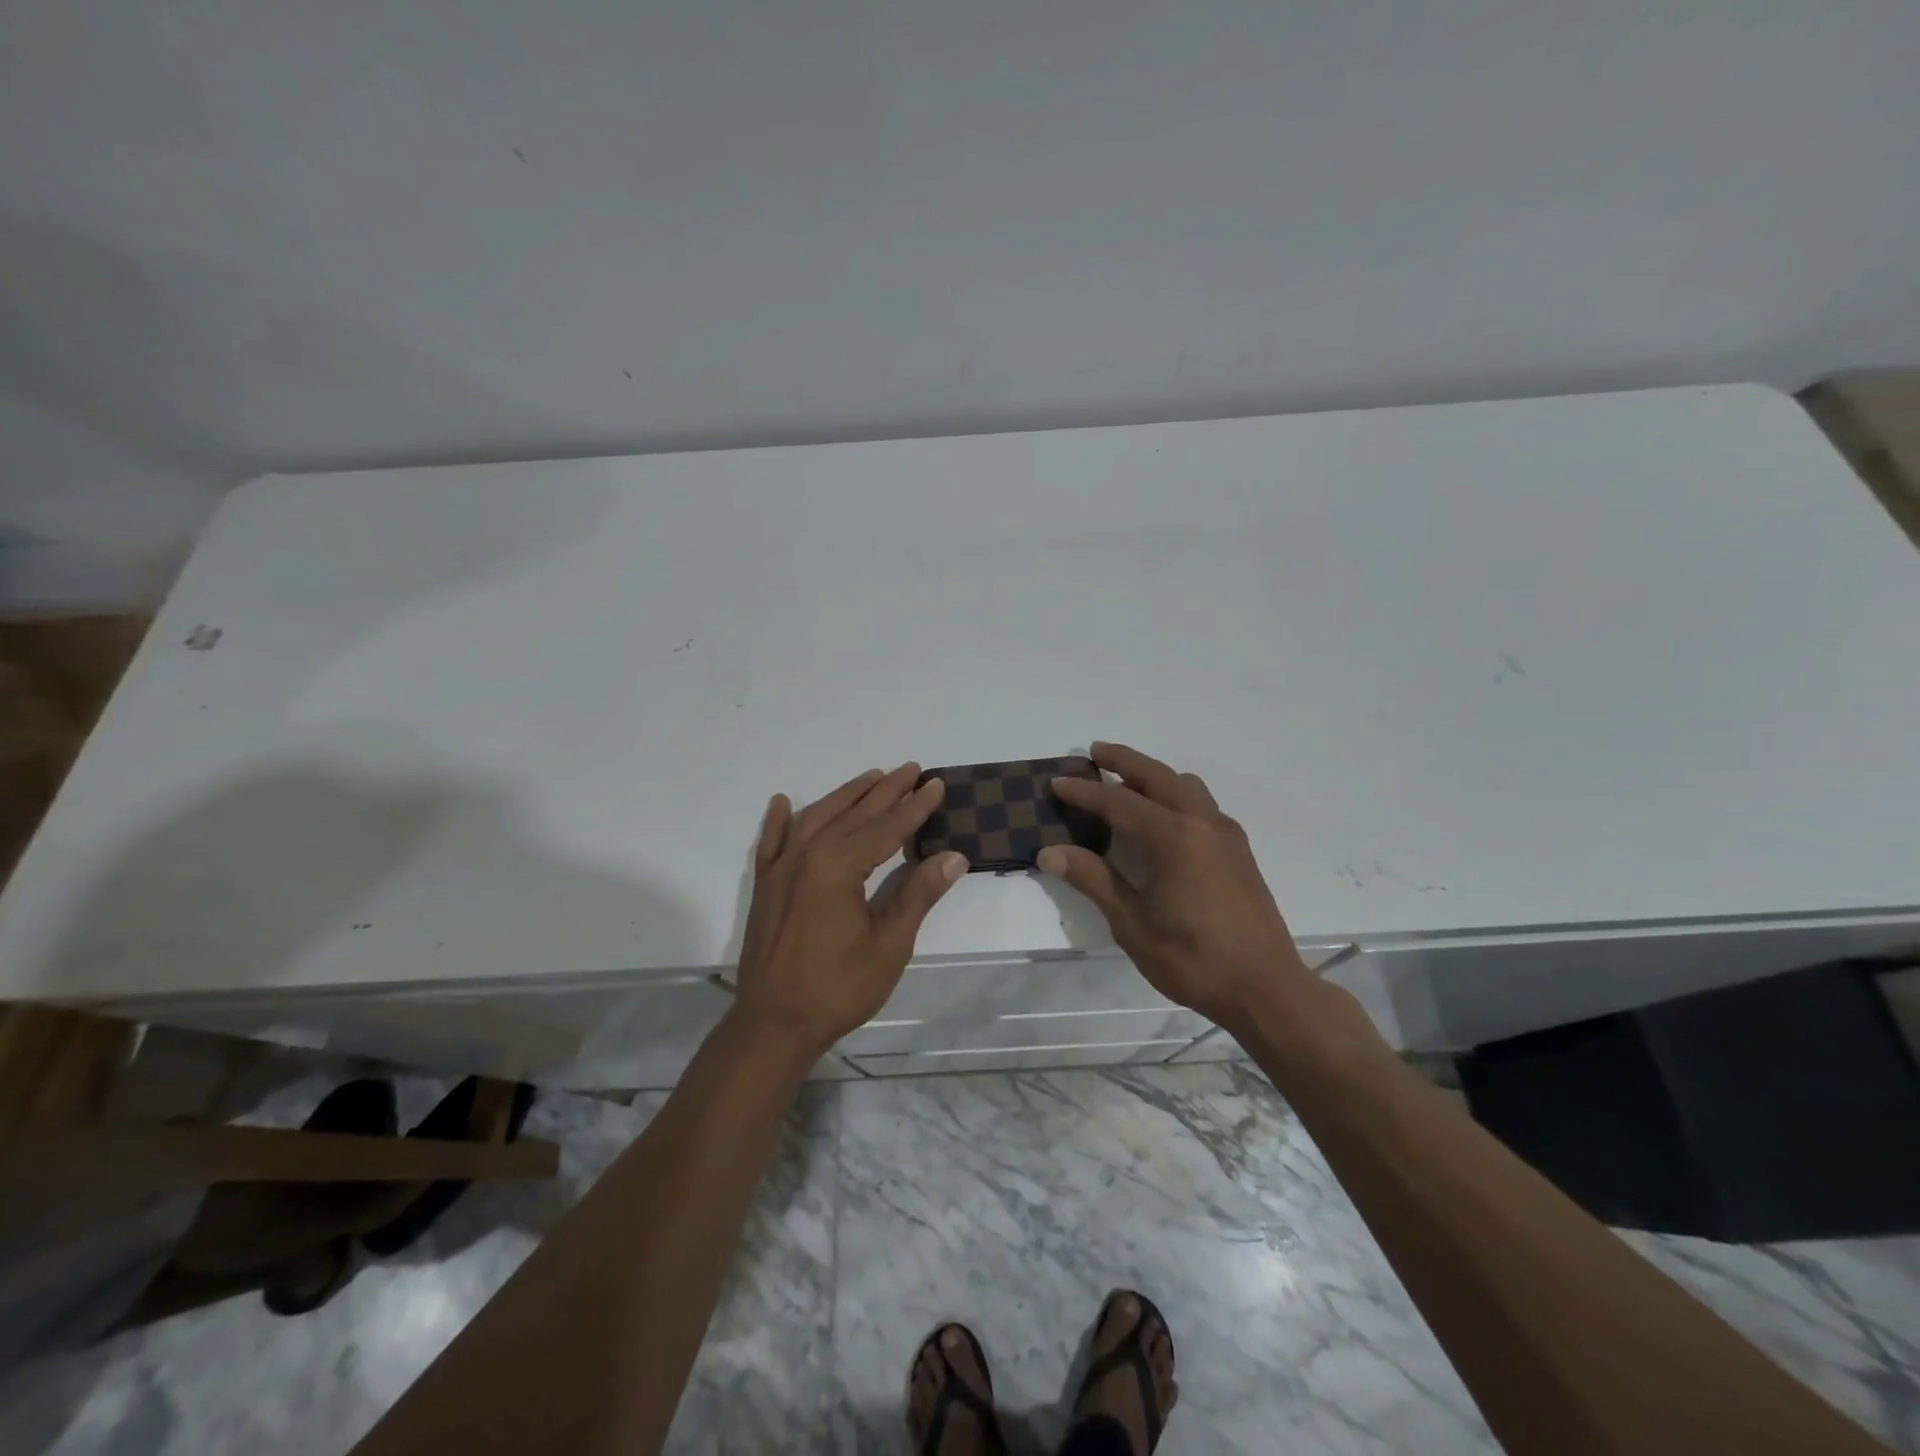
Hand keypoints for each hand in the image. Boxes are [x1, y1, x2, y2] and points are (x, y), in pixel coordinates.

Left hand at [732, 763, 967, 1059]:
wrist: (772, 1024)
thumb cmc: (837, 988)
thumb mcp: (889, 945)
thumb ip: (918, 895)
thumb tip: (954, 857)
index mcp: (838, 867)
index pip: (886, 827)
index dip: (915, 807)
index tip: (936, 784)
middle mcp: (807, 855)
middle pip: (853, 814)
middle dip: (885, 791)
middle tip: (911, 769)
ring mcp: (780, 869)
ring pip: (816, 818)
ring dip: (846, 795)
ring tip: (871, 777)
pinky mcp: (765, 886)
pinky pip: (770, 842)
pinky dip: (778, 820)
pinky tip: (783, 802)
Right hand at [1037, 742, 1310, 1028]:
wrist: (1265, 988)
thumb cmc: (1192, 958)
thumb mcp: (1132, 923)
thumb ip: (1093, 879)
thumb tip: (1050, 852)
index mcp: (1173, 836)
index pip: (1118, 801)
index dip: (1084, 792)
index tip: (1057, 782)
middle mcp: (1202, 822)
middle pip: (1157, 775)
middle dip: (1123, 760)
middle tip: (1094, 752)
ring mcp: (1226, 834)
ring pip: (1185, 786)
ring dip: (1153, 777)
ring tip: (1126, 786)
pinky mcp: (1239, 850)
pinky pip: (1202, 804)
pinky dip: (1175, 796)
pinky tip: (1162, 822)